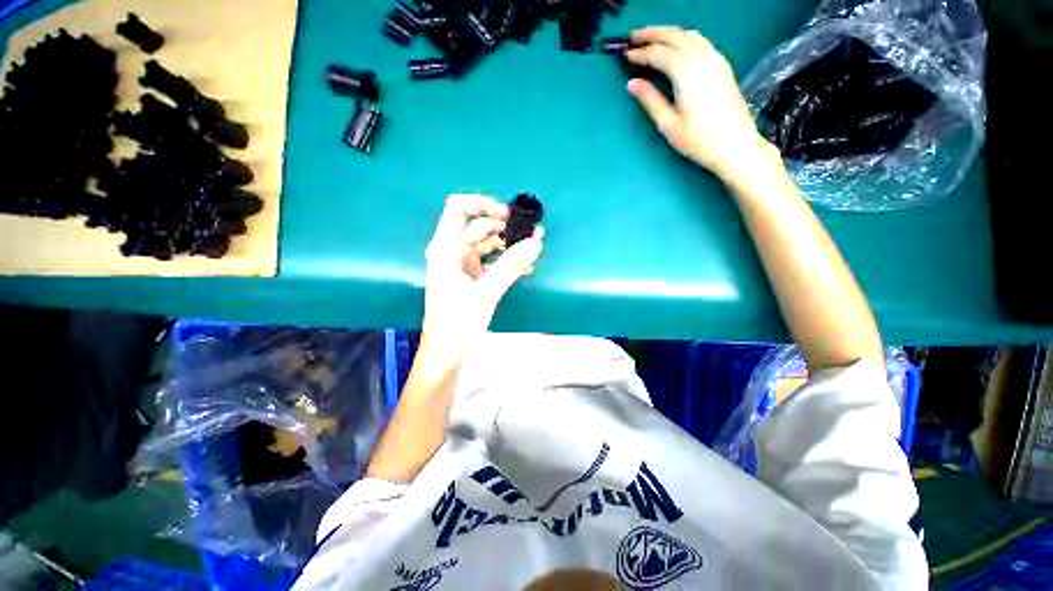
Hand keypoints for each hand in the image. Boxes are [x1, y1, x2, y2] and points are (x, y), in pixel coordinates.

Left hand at [420, 194, 543, 363]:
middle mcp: (452, 251)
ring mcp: (462, 265)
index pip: (458, 208)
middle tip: (533, 233)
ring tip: (533, 250)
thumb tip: (536, 242)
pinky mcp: (471, 278)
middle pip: (479, 226)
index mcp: (445, 248)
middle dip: (506, 227)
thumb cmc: (457, 323)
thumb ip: (511, 266)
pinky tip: (525, 267)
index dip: (483, 204)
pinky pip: (492, 261)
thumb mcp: (485, 293)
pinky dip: (507, 261)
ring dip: (510, 245)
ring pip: (488, 244)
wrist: (445, 354)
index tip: (508, 216)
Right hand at [625, 27, 777, 181]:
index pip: (659, 53)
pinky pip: (700, 41)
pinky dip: (684, 39)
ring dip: (668, 34)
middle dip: (652, 34)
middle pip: (674, 35)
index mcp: (686, 72)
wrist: (735, 145)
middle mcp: (702, 58)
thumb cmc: (698, 140)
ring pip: (689, 35)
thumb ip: (650, 100)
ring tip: (652, 40)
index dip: (640, 53)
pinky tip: (676, 49)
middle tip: (633, 38)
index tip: (625, 56)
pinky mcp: (722, 65)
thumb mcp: (668, 124)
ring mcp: (715, 59)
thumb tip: (632, 83)